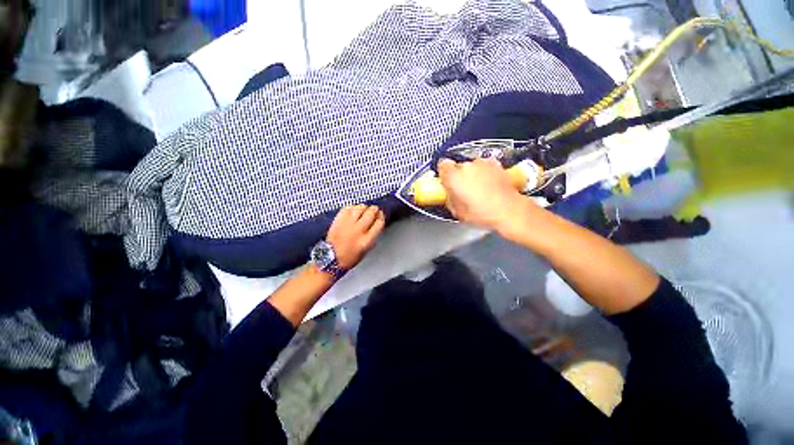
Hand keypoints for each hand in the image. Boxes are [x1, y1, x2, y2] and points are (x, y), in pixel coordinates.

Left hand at [326, 205, 385, 268]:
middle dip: (375, 210)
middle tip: (375, 210)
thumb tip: (376, 225)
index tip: (381, 215)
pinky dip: (352, 207)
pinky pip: (347, 208)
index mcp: (367, 240)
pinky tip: (354, 210)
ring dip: (364, 207)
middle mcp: (358, 230)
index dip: (382, 217)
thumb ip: (372, 237)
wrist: (330, 258)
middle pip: (371, 213)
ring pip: (360, 208)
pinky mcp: (338, 220)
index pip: (379, 223)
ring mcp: (347, 224)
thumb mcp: (366, 251)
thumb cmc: (348, 258)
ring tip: (364, 209)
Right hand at [438, 158, 528, 230]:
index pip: (442, 165)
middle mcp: (467, 166)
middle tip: (463, 190)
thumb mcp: (457, 211)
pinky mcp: (495, 164)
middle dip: (459, 176)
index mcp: (453, 177)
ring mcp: (482, 163)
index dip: (444, 174)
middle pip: (457, 167)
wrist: (509, 210)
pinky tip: (488, 186)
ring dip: (472, 175)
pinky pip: (484, 167)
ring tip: (478, 189)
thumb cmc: (483, 213)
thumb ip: (449, 198)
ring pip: (471, 166)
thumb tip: (449, 194)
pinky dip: (484, 174)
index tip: (446, 181)